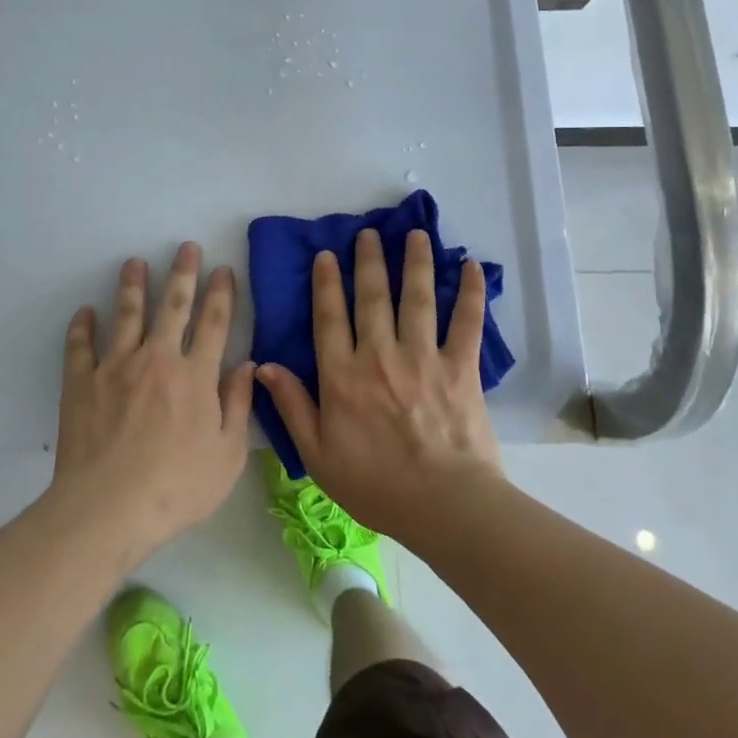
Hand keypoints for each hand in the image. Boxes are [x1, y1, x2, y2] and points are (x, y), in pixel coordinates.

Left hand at [51, 242, 254, 560]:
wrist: (110, 507)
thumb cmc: (177, 487)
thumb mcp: (227, 455)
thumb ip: (239, 405)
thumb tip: (248, 366)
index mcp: (196, 376)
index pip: (214, 323)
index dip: (220, 293)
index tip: (223, 269)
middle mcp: (157, 359)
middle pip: (173, 306)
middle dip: (182, 273)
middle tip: (186, 247)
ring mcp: (116, 367)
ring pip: (127, 314)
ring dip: (132, 285)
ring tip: (134, 262)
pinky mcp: (82, 382)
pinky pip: (80, 346)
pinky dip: (82, 326)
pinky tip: (85, 312)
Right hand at [256, 227, 503, 540]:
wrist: (442, 504)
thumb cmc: (375, 484)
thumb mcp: (317, 454)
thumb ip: (291, 406)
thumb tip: (263, 366)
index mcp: (342, 375)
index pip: (329, 318)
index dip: (326, 284)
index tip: (327, 255)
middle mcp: (379, 355)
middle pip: (372, 297)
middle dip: (369, 261)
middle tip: (369, 233)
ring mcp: (422, 357)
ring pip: (417, 298)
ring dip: (416, 262)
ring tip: (416, 234)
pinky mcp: (460, 367)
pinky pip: (466, 322)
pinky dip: (472, 293)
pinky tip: (474, 267)